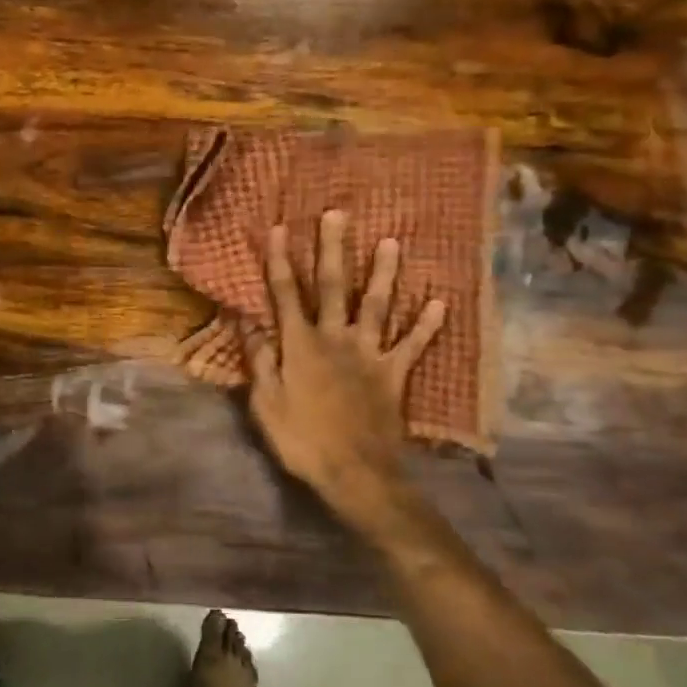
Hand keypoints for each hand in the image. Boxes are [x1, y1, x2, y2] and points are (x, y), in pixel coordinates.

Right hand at [243, 211, 444, 521]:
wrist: (355, 472)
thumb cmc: (302, 439)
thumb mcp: (265, 402)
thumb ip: (259, 358)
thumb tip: (246, 320)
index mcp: (300, 345)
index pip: (286, 294)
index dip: (281, 261)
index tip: (280, 228)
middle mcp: (336, 339)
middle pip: (333, 286)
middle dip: (333, 249)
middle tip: (338, 214)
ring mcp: (370, 354)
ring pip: (377, 305)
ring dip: (384, 272)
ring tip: (392, 241)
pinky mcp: (395, 373)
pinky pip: (414, 344)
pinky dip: (427, 325)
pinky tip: (440, 302)